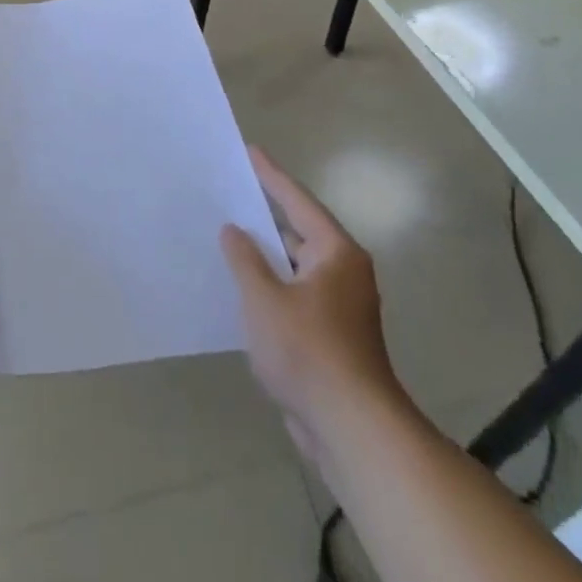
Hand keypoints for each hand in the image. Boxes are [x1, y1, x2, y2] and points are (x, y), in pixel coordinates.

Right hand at [221, 147, 400, 448]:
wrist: (353, 431)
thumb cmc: (308, 352)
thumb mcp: (264, 299)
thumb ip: (244, 258)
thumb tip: (234, 230)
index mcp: (336, 253)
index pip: (297, 200)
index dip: (271, 175)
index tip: (251, 150)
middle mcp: (343, 272)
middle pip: (298, 230)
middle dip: (264, 215)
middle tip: (230, 192)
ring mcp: (340, 305)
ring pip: (295, 266)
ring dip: (266, 255)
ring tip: (228, 236)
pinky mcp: (332, 335)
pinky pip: (295, 294)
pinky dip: (272, 285)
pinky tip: (243, 287)